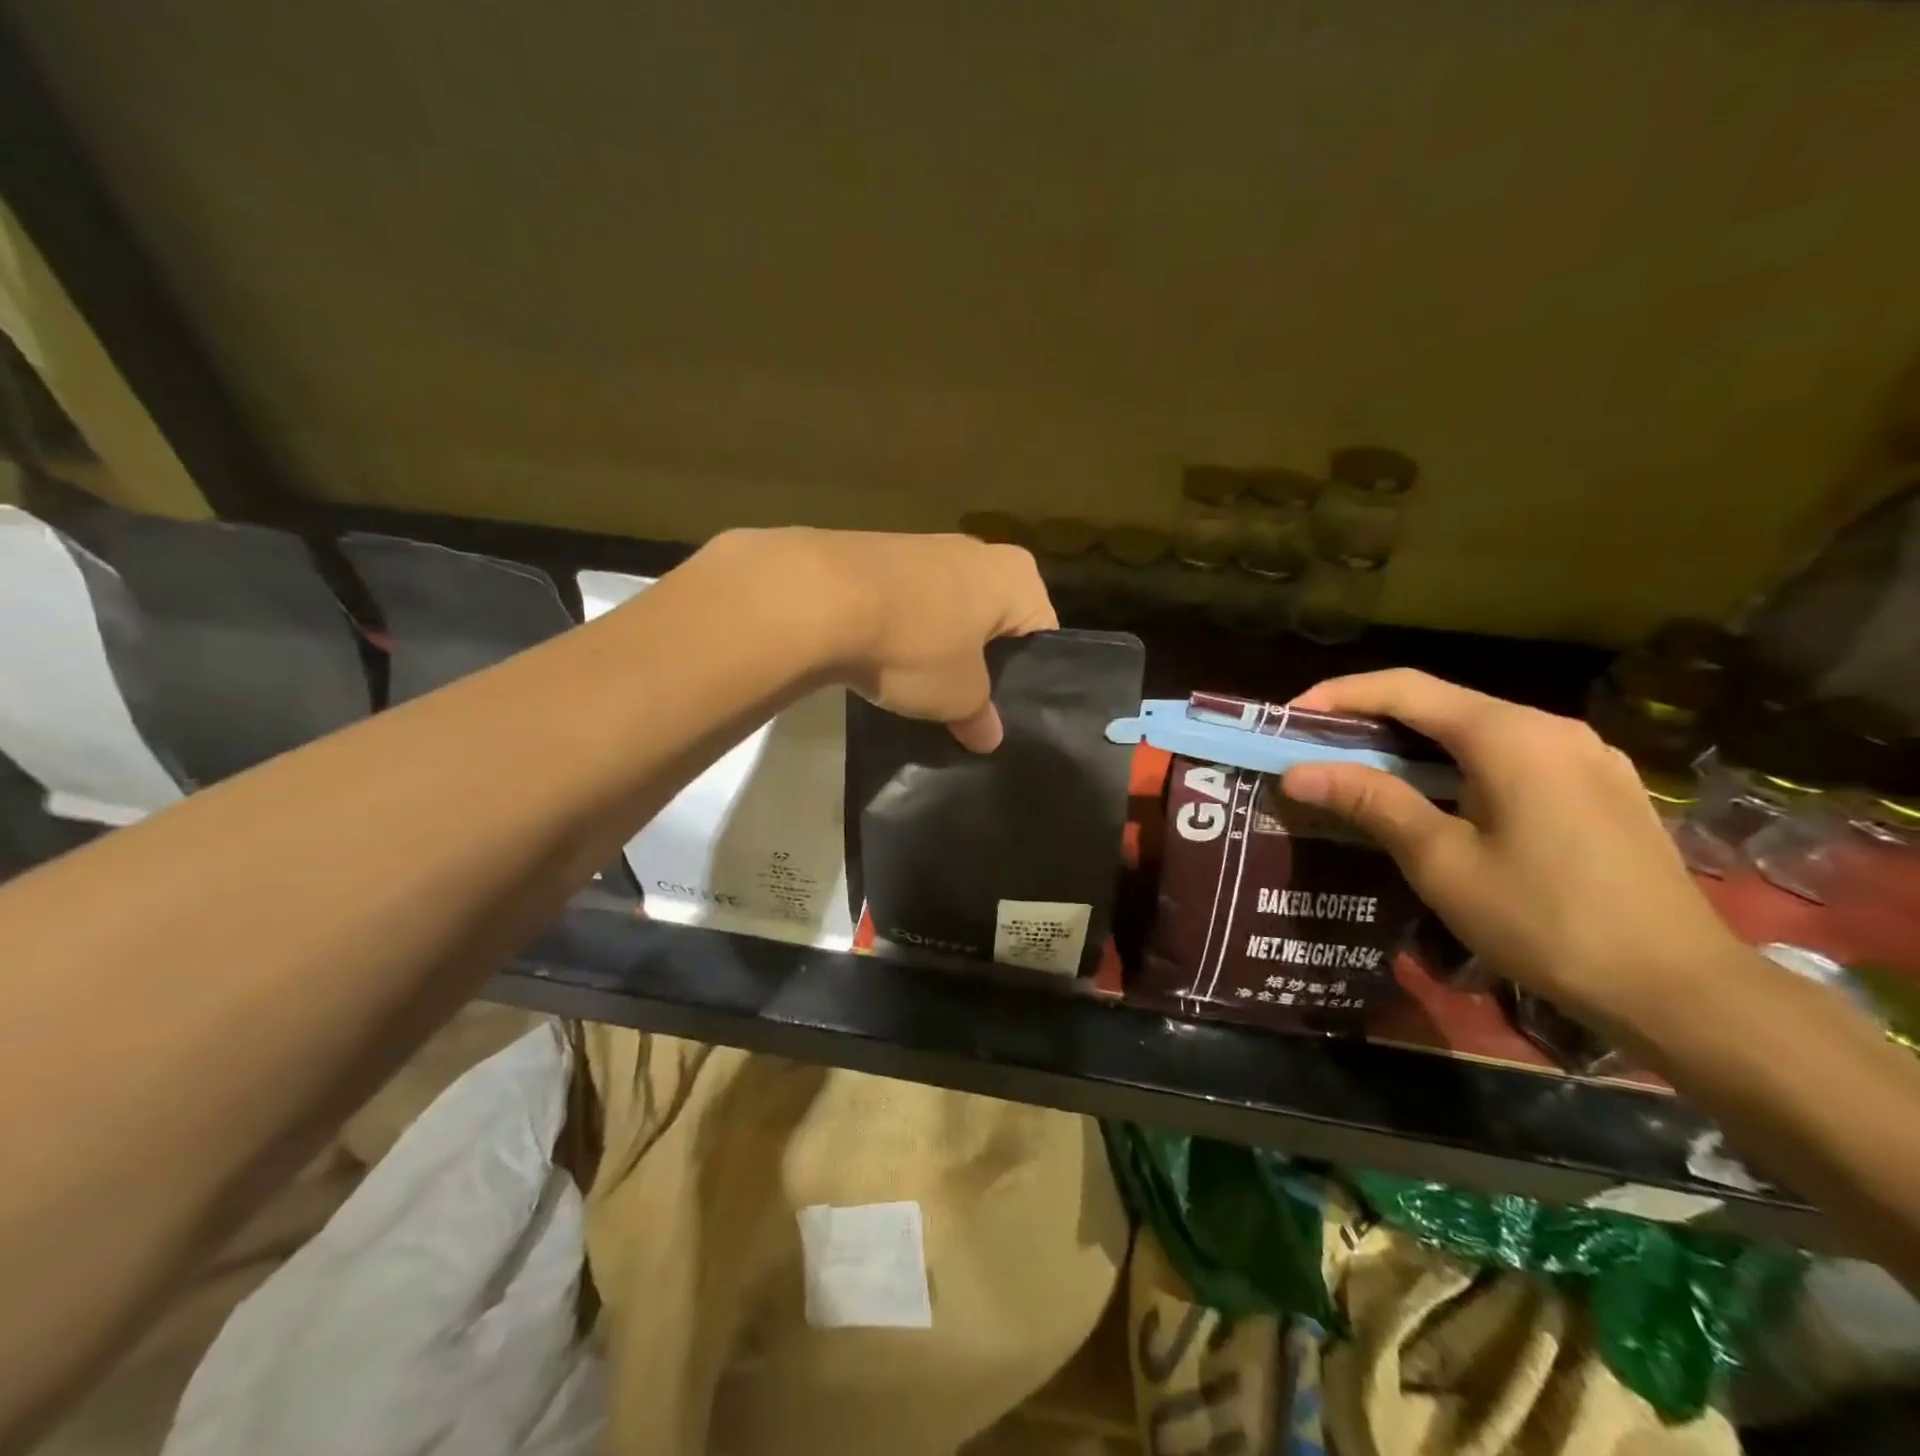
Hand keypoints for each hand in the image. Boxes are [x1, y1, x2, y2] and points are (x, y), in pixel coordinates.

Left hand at [708, 528, 1057, 750]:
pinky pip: (908, 604)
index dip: (1030, 679)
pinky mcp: (879, 555)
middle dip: (982, 662)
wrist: (821, 598)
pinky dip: (902, 632)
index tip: (1009, 713)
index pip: (1042, 634)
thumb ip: (982, 716)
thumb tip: (989, 737)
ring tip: (922, 689)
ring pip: (949, 612)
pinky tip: (885, 663)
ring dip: (939, 647)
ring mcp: (926, 548)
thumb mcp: (959, 697)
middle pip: (994, 620)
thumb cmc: (917, 644)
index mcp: (1018, 577)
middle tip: (969, 707)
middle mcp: (979, 551)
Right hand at [1279, 669, 1742, 1025]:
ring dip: (1414, 744)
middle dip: (1371, 719)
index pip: (1405, 689)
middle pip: (1442, 704)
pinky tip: (1438, 798)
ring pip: (1477, 730)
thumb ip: (1371, 801)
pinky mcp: (1601, 786)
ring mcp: (1585, 756)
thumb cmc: (1544, 920)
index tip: (1289, 718)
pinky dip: (1457, 763)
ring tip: (1364, 773)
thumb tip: (1297, 772)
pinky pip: (1511, 755)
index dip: (1340, 695)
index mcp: (1511, 736)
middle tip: (1316, 749)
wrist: (1678, 988)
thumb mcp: (1441, 861)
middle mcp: (1552, 728)